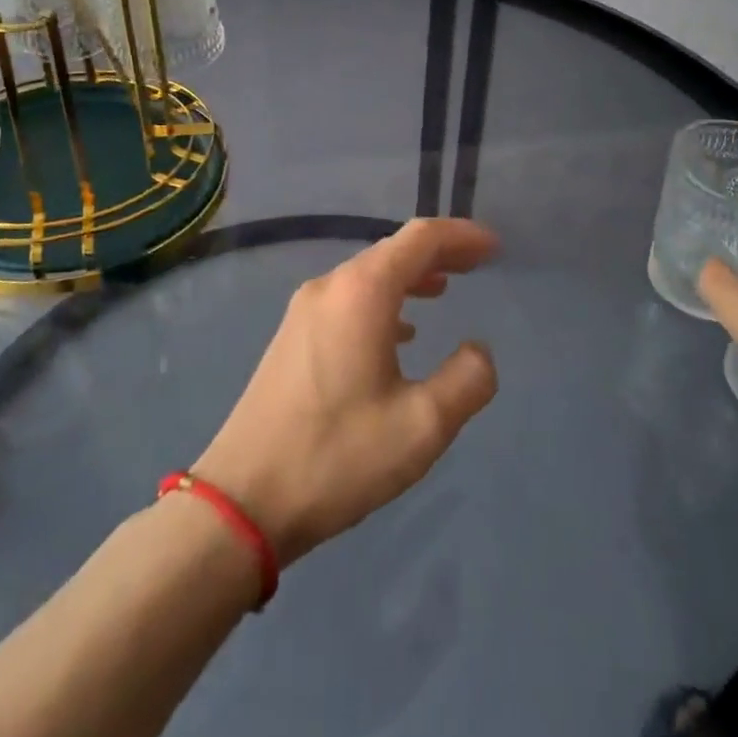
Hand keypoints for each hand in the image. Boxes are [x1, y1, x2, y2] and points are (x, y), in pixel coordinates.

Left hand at [192, 219, 499, 567]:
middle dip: (438, 253)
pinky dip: (383, 301)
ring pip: (368, 275)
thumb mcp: (422, 425)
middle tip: (476, 265)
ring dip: (410, 277)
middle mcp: (330, 287)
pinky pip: (348, 299)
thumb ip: (467, 380)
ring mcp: (304, 311)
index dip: (461, 236)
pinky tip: (399, 333)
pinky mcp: (291, 337)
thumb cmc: (338, 456)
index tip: (494, 248)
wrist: (243, 500)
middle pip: (393, 251)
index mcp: (362, 292)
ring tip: (444, 289)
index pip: (420, 238)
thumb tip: (479, 350)